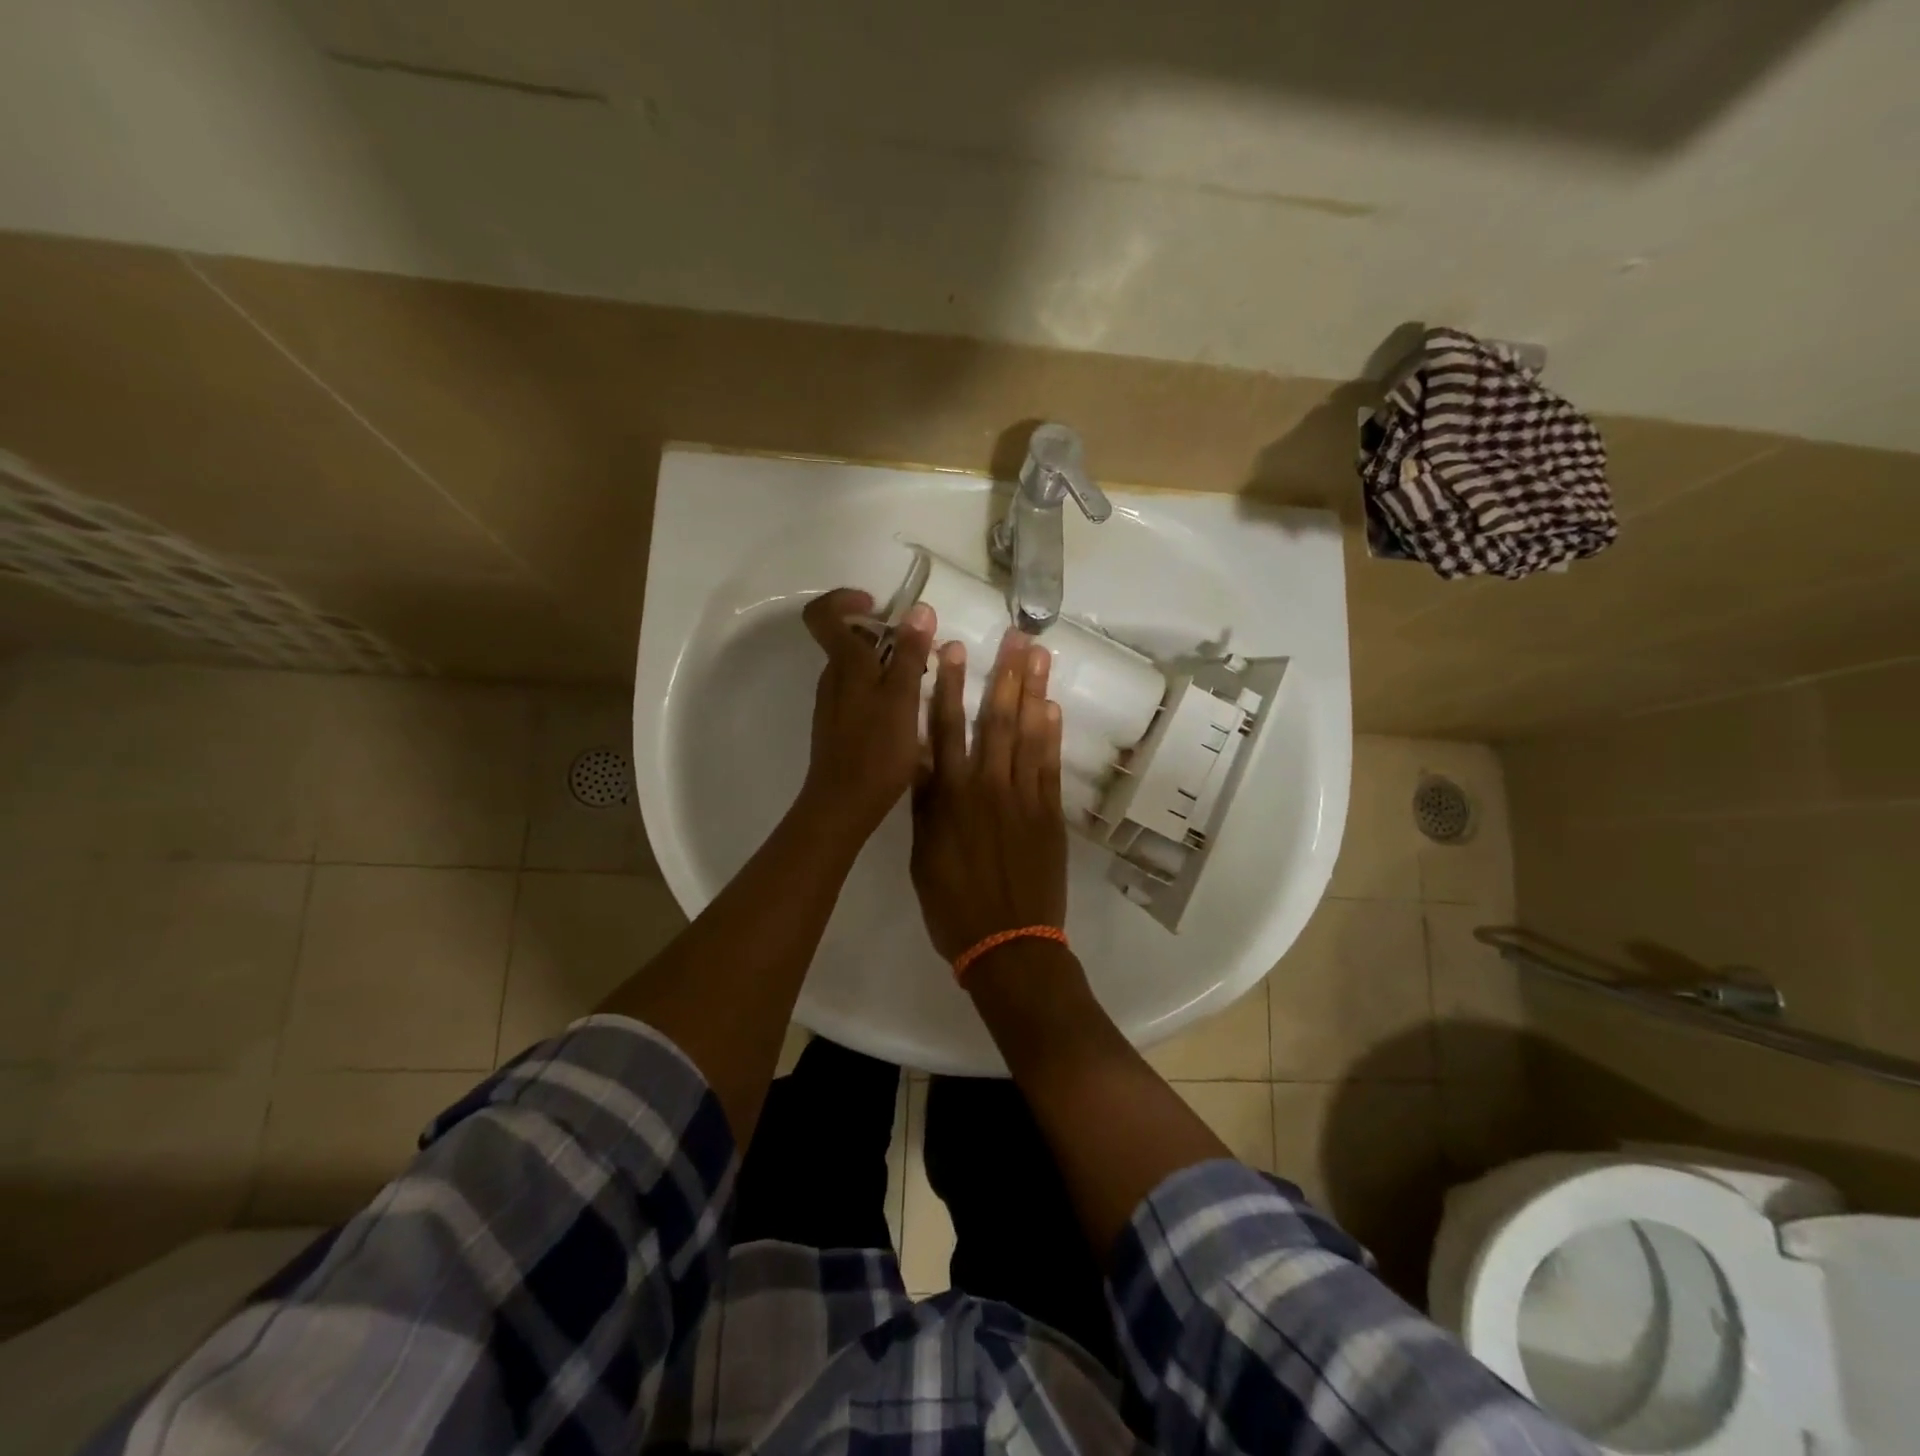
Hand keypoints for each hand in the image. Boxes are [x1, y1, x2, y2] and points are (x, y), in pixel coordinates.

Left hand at [797, 588, 934, 844]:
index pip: (823, 614)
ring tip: (920, 686)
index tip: (879, 606)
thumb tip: (919, 609)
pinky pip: (859, 693)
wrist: (843, 804)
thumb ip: (910, 654)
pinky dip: (882, 691)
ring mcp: (833, 703)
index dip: (846, 599)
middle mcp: (832, 678)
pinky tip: (905, 715)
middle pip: (847, 640)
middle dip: (884, 636)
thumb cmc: (876, 749)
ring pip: (857, 669)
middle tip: (919, 653)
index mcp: (844, 664)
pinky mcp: (838, 725)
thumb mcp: (902, 698)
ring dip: (887, 666)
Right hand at [910, 629, 1067, 962]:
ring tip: (1039, 656)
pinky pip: (1051, 765)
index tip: (953, 649)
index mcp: (949, 796)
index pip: (946, 728)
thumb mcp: (921, 854)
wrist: (1009, 944)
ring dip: (1034, 692)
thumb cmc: (953, 905)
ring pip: (1029, 734)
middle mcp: (987, 787)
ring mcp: (1024, 798)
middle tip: (1014, 636)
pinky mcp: (1051, 813)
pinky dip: (1052, 735)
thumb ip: (926, 803)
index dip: (948, 686)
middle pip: (995, 719)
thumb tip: (922, 758)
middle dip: (1003, 674)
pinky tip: (1052, 708)